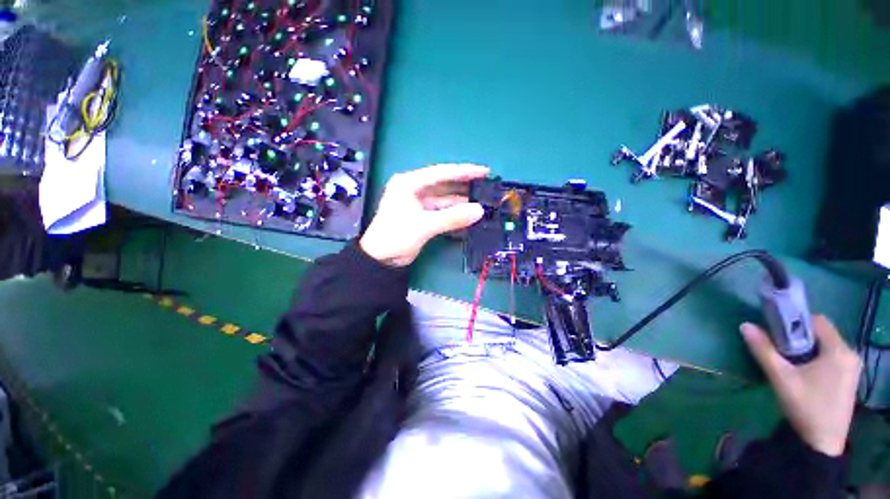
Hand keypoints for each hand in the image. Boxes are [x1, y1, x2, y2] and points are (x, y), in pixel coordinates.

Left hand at [360, 164, 488, 266]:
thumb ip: (452, 217)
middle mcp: (414, 189)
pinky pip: (442, 211)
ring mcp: (418, 203)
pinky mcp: (422, 216)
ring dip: (461, 201)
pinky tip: (468, 215)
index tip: (484, 171)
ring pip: (444, 199)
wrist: (380, 259)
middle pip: (444, 184)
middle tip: (486, 186)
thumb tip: (479, 211)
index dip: (464, 171)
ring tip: (481, 201)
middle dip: (464, 186)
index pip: (441, 173)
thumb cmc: (396, 236)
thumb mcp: (424, 225)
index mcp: (409, 183)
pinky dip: (454, 213)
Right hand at [740, 315, 861, 456]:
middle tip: (781, 351)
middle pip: (821, 333)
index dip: (796, 322)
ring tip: (790, 363)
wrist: (821, 443)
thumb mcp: (781, 378)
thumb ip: (763, 350)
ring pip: (825, 345)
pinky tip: (803, 373)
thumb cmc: (805, 406)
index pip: (817, 321)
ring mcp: (852, 367)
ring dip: (806, 349)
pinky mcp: (849, 378)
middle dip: (799, 338)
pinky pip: (830, 357)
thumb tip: (745, 325)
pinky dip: (814, 358)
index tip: (777, 332)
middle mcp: (850, 354)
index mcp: (839, 350)